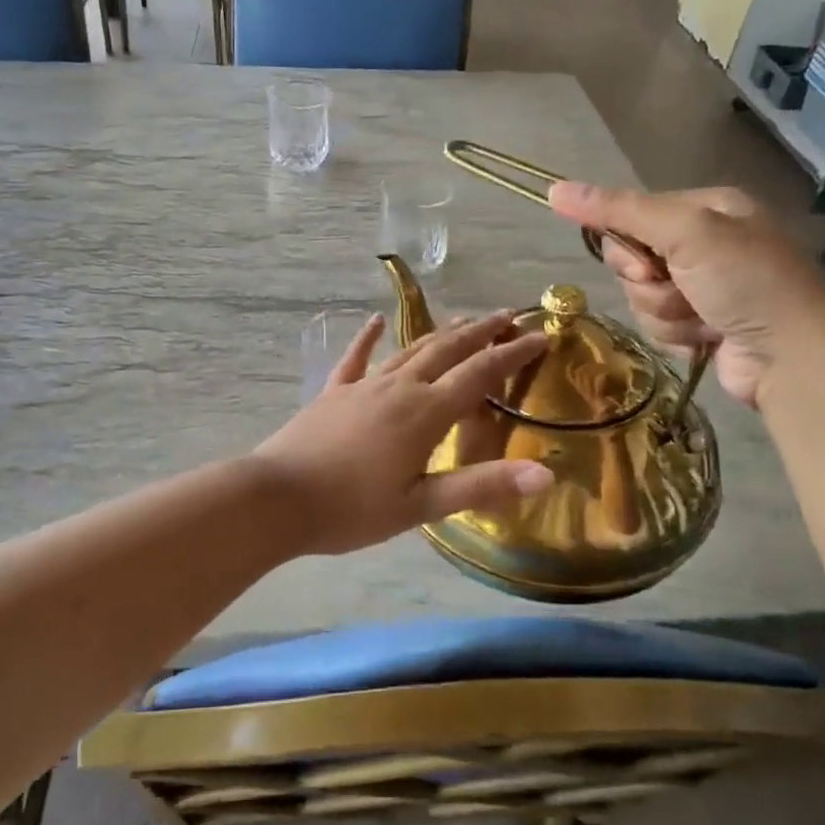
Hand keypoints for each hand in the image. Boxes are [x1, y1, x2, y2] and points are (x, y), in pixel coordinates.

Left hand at [254, 313, 553, 554]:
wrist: (278, 498)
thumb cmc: (352, 508)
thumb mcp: (421, 505)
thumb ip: (482, 486)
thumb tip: (545, 473)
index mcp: (425, 413)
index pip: (480, 374)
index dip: (512, 353)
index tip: (540, 334)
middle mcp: (399, 388)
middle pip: (447, 350)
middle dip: (481, 332)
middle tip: (507, 316)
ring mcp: (363, 386)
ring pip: (409, 350)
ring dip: (440, 334)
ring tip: (463, 320)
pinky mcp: (334, 392)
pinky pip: (356, 358)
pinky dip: (368, 338)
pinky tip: (374, 322)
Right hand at [547, 181, 824, 408]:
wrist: (791, 356)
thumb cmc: (745, 281)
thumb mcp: (684, 231)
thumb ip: (619, 210)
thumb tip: (554, 188)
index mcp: (705, 208)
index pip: (630, 216)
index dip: (626, 246)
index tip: (646, 264)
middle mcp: (703, 243)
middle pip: (631, 260)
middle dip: (649, 284)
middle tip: (682, 290)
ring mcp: (703, 286)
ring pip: (641, 297)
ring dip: (664, 313)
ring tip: (703, 319)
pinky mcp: (701, 324)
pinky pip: (658, 324)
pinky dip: (676, 333)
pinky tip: (706, 337)